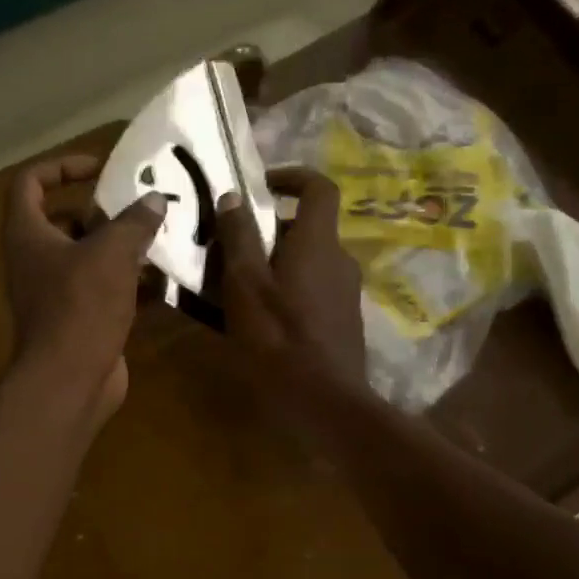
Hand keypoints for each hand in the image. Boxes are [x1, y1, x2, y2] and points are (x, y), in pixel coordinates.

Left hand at [2, 154, 166, 420]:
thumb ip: (134, 221)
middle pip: (63, 221)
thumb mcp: (112, 253)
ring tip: (159, 237)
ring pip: (87, 258)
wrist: (70, 380)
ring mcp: (54, 293)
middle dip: (102, 212)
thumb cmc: (81, 305)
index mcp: (27, 234)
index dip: (62, 166)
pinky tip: (163, 278)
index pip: (30, 182)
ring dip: (119, 247)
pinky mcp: (77, 319)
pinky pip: (102, 289)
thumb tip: (154, 200)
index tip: (100, 169)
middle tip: (139, 207)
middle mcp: (34, 260)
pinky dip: (128, 282)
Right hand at [216, 166, 367, 398]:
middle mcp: (340, 259)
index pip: (319, 187)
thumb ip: (238, 238)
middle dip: (271, 228)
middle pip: (309, 227)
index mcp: (318, 242)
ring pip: (309, 261)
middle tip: (233, 248)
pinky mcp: (344, 321)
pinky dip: (289, 289)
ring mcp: (346, 293)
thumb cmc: (278, 338)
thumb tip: (233, 195)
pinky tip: (263, 318)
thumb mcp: (245, 285)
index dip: (292, 176)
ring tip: (240, 286)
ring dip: (278, 262)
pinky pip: (314, 289)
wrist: (324, 402)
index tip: (260, 185)